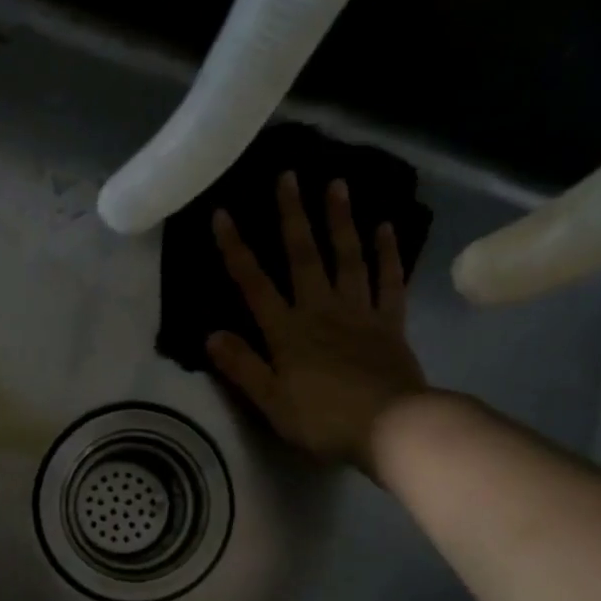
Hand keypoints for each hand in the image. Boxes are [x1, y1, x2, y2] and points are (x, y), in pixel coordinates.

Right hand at [208, 171, 427, 472]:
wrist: (390, 426)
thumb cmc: (323, 419)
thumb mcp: (271, 401)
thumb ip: (242, 367)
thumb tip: (210, 335)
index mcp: (287, 331)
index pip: (254, 284)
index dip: (236, 249)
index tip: (222, 213)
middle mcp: (320, 310)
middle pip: (304, 256)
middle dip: (292, 215)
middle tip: (288, 175)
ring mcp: (358, 312)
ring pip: (347, 257)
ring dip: (340, 220)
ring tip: (337, 183)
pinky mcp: (390, 322)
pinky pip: (389, 281)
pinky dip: (388, 253)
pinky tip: (386, 226)